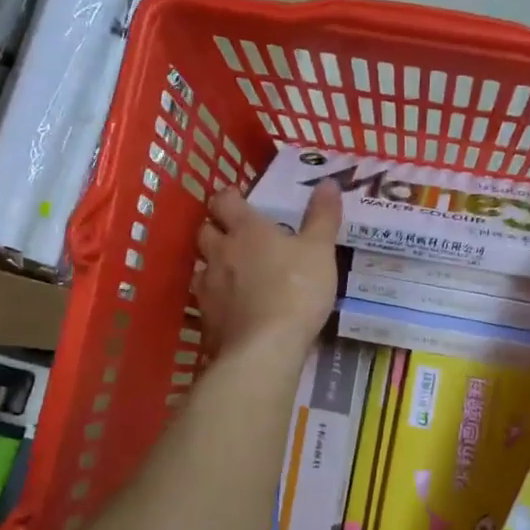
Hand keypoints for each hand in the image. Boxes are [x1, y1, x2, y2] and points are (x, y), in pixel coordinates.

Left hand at [195, 181, 340, 358]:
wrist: (266, 347)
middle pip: (206, 231)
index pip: (225, 201)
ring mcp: (208, 287)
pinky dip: (215, 299)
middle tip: (235, 235)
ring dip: (212, 264)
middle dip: (217, 229)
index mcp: (247, 230)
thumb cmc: (297, 290)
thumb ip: (323, 216)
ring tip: (231, 272)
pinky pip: (205, 300)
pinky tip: (230, 307)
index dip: (229, 197)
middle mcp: (220, 253)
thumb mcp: (320, 251)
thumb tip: (328, 181)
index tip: (238, 199)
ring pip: (201, 266)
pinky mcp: (206, 318)